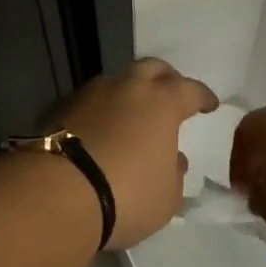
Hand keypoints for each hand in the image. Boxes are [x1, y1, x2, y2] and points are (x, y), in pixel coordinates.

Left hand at [51, 59, 218, 250]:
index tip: (209, 104)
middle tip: (171, 94)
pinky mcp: (59, 108)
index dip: (202, 96)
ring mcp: (90, 93)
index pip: (190, 89)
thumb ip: (174, 173)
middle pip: (152, 68)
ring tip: (131, 115)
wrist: (56, 195)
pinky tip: (99, 130)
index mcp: (162, 102)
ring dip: (128, 93)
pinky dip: (100, 111)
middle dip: (166, 78)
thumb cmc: (127, 195)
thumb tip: (172, 158)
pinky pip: (89, 102)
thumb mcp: (167, 197)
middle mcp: (127, 87)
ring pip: (117, 81)